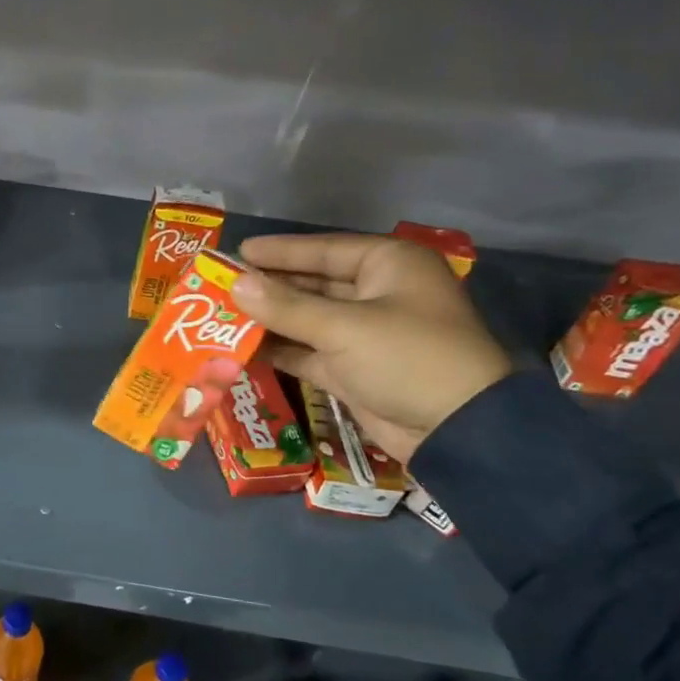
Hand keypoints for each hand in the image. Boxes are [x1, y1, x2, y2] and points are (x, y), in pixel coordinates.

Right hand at [232, 233, 511, 462]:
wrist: (458, 430)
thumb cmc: (407, 358)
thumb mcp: (344, 328)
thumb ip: (285, 307)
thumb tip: (236, 284)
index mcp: (388, 266)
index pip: (324, 250)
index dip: (280, 252)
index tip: (237, 252)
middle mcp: (377, 294)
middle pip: (313, 284)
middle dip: (269, 287)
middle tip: (221, 286)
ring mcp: (366, 334)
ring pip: (308, 319)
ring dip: (270, 319)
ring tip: (222, 316)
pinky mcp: (354, 369)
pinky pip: (309, 351)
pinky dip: (280, 349)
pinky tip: (243, 347)